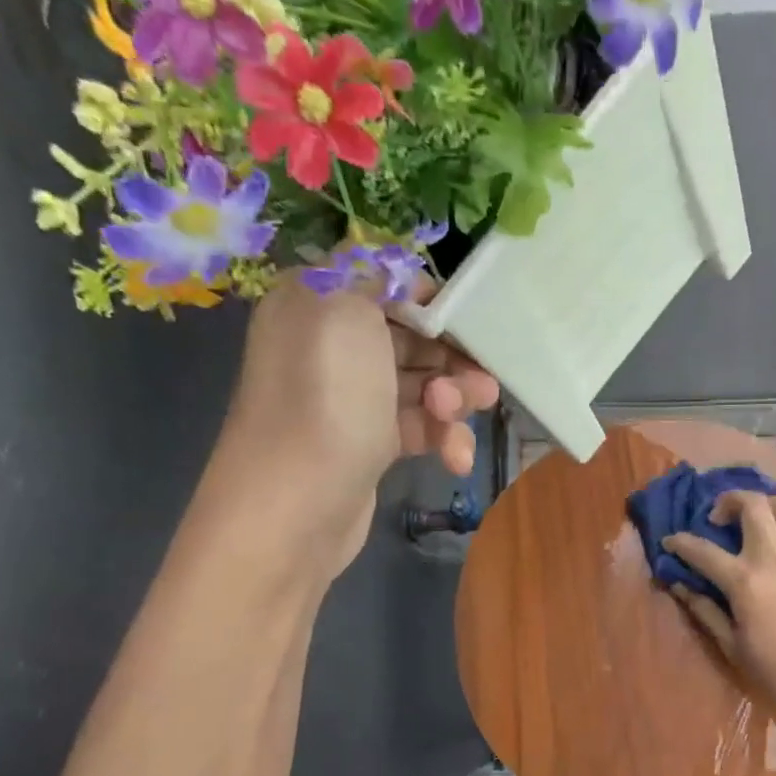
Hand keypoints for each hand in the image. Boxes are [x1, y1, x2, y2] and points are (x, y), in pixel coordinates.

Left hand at [215, 275, 498, 570]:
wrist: (295, 505)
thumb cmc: (325, 399)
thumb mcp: (345, 308)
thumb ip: (375, 273)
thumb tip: (397, 270)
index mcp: (318, 301)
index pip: (388, 284)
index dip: (435, 303)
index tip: (472, 326)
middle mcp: (331, 345)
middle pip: (413, 337)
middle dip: (452, 358)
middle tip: (480, 382)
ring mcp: (352, 398)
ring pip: (422, 384)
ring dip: (453, 400)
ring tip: (458, 417)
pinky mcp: (370, 444)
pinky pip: (418, 427)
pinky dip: (442, 439)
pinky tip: (455, 459)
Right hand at [663, 491, 775, 716]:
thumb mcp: (733, 647)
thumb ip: (705, 611)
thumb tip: (680, 587)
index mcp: (744, 581)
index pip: (703, 550)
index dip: (680, 542)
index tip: (670, 541)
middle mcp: (774, 556)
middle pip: (752, 504)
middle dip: (728, 501)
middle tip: (718, 518)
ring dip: (765, 503)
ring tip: (755, 519)